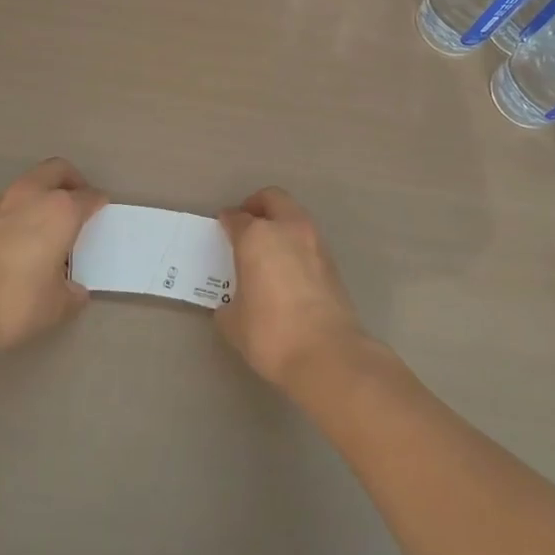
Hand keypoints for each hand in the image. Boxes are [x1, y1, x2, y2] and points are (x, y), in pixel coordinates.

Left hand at [0, 158, 104, 353]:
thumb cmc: (15, 301)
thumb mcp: (56, 306)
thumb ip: (72, 293)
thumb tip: (75, 290)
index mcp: (61, 210)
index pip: (89, 196)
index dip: (98, 204)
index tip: (102, 212)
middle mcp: (32, 195)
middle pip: (58, 170)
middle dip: (72, 181)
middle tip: (78, 204)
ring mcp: (1, 202)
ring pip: (30, 182)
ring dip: (43, 194)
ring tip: (49, 224)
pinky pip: (10, 202)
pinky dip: (22, 210)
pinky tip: (22, 238)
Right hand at [216, 187, 370, 392]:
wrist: (328, 354)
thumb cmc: (271, 333)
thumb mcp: (234, 322)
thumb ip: (230, 302)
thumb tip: (234, 302)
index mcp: (257, 237)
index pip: (237, 218)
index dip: (227, 221)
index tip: (222, 226)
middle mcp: (288, 229)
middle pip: (273, 199)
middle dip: (257, 206)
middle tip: (246, 223)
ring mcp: (315, 243)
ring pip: (295, 216)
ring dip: (281, 223)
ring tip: (267, 248)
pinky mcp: (332, 263)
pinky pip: (308, 240)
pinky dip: (295, 245)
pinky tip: (287, 269)